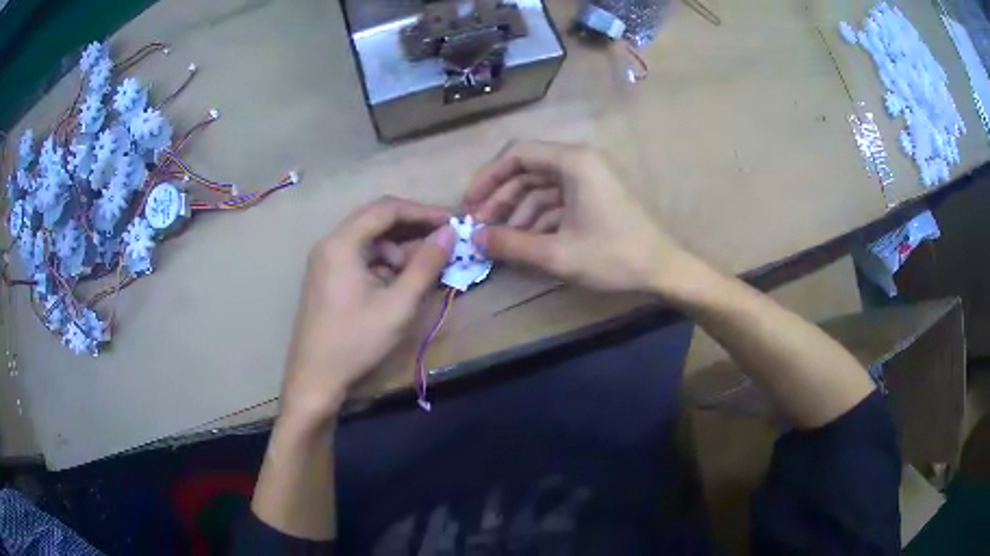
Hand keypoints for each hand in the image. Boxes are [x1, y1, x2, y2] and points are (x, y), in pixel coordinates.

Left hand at [281, 196, 454, 425]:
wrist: (315, 379)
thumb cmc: (356, 341)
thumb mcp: (398, 305)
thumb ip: (426, 265)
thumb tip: (449, 233)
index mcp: (342, 243)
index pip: (386, 209)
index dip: (422, 212)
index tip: (451, 222)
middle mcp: (330, 243)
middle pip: (375, 220)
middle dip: (412, 227)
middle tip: (443, 240)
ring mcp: (325, 261)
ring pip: (369, 240)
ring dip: (398, 248)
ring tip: (424, 268)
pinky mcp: (327, 278)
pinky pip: (360, 257)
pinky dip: (383, 263)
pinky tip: (399, 282)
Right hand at [464, 141, 693, 294]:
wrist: (663, 270)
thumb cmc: (613, 257)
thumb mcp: (557, 254)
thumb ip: (511, 244)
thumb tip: (474, 239)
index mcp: (573, 162)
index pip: (518, 154)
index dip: (488, 177)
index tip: (469, 204)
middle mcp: (580, 162)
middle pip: (527, 171)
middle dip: (501, 198)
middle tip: (481, 227)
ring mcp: (589, 179)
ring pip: (541, 187)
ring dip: (518, 212)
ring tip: (501, 241)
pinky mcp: (594, 196)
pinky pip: (557, 200)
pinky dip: (539, 219)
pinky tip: (527, 243)